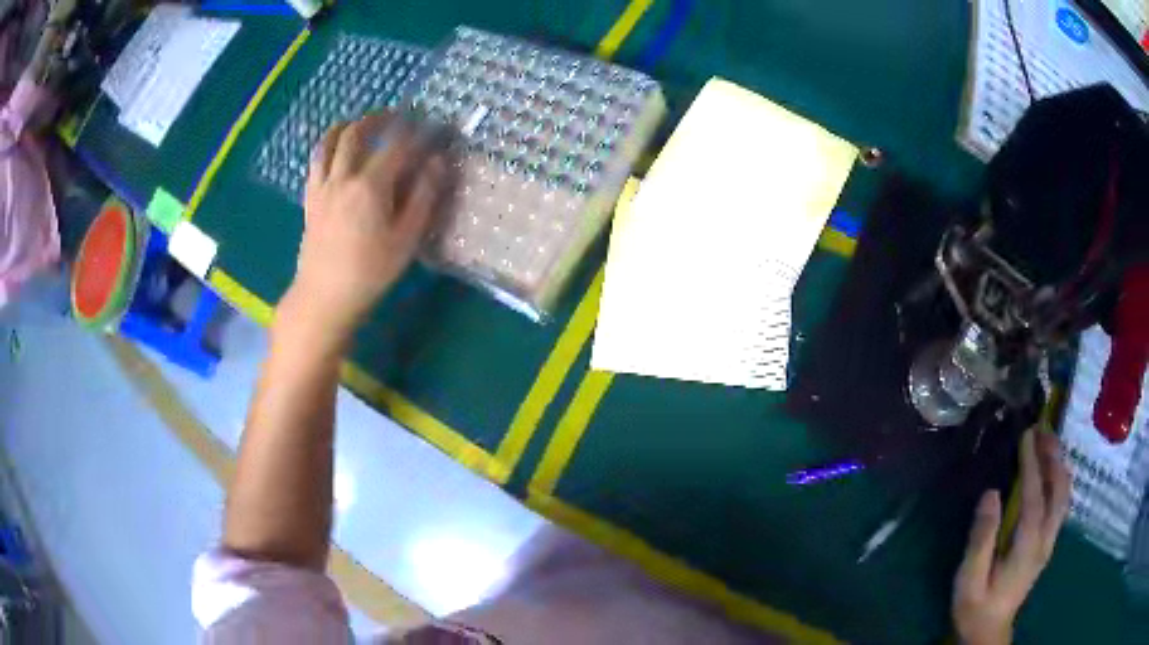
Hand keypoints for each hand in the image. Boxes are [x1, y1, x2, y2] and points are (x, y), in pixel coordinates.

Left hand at [290, 111, 448, 337]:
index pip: (397, 146)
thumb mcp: (406, 239)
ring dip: (347, 126)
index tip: (431, 124)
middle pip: (357, 134)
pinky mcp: (310, 199)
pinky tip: (335, 150)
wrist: (324, 297)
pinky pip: (315, 162)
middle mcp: (343, 178)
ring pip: (330, 142)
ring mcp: (322, 187)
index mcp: (370, 186)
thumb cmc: (369, 273)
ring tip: (361, 122)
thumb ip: (423, 197)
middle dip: (379, 118)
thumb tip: (437, 163)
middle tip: (396, 115)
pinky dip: (327, 146)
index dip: (416, 131)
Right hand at [952, 429, 1070, 644]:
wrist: (990, 631)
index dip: (1032, 465)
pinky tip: (1053, 472)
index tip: (1026, 436)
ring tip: (1048, 442)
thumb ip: (982, 539)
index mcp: (1027, 548)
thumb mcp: (969, 579)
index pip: (1035, 498)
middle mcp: (1045, 540)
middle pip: (1059, 491)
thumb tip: (991, 494)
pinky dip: (1060, 480)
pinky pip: (1061, 504)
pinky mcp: (1048, 544)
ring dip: (1059, 465)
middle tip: (1042, 429)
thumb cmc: (976, 607)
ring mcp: (1049, 542)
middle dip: (1053, 457)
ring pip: (1064, 496)